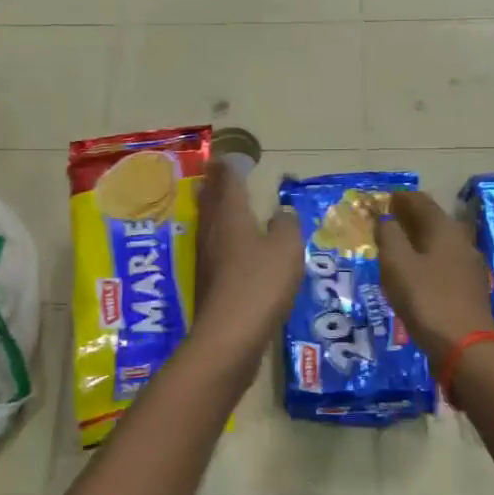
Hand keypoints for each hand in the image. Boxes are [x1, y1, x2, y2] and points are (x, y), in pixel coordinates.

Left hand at [191, 161, 302, 360]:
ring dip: (214, 210)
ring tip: (222, 202)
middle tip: (218, 173)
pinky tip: (230, 247)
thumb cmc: (260, 283)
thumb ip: (286, 225)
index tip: (229, 157)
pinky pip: (214, 249)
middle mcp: (213, 233)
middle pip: (210, 201)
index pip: (227, 183)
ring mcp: (206, 260)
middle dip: (215, 185)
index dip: (229, 168)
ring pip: (209, 225)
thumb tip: (282, 212)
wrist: (229, 337)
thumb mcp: (286, 249)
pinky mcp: (208, 284)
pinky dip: (221, 238)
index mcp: (230, 216)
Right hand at [376, 191, 493, 362]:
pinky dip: (427, 259)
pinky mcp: (470, 288)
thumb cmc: (427, 300)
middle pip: (433, 220)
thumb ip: (389, 236)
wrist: (466, 349)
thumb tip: (386, 218)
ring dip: (418, 239)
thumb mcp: (397, 265)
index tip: (383, 199)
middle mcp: (461, 241)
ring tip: (396, 247)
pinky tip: (416, 272)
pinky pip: (444, 262)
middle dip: (410, 217)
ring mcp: (469, 266)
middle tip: (387, 221)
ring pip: (440, 242)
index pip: (421, 201)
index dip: (401, 198)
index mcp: (444, 229)